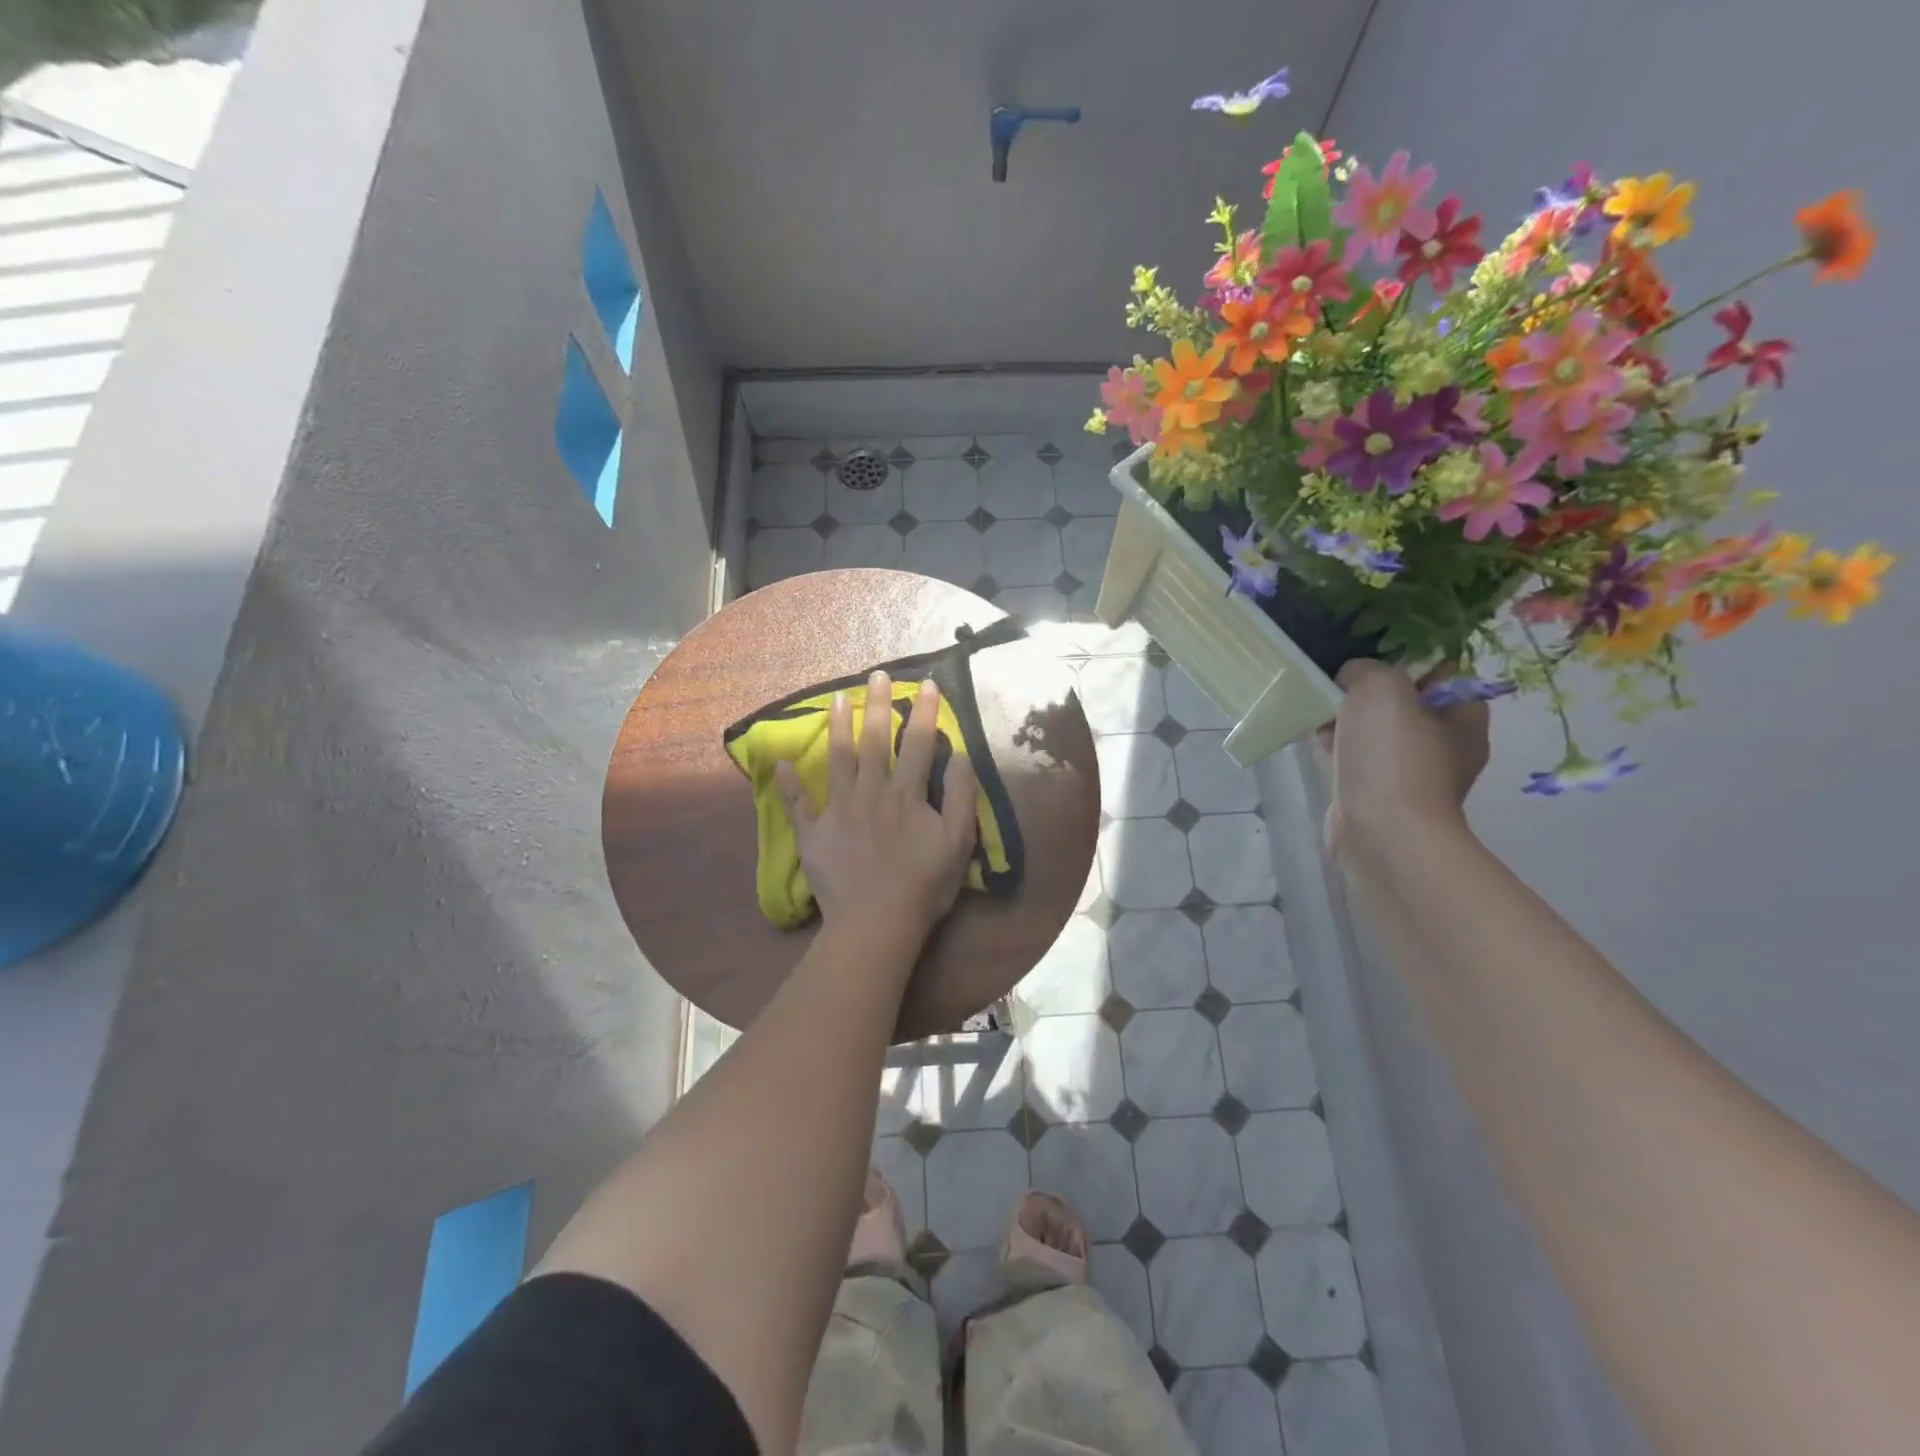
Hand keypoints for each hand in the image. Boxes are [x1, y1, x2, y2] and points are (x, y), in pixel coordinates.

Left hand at [775, 672, 979, 953]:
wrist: (876, 923)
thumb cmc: (923, 885)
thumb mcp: (958, 842)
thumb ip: (960, 796)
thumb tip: (958, 754)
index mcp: (905, 794)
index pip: (916, 743)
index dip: (922, 712)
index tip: (925, 683)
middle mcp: (870, 792)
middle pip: (873, 741)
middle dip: (877, 705)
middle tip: (876, 675)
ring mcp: (838, 810)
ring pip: (837, 760)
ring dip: (837, 727)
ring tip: (836, 698)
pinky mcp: (814, 833)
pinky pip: (799, 804)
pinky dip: (790, 783)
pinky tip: (781, 761)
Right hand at [1320, 660, 1487, 866]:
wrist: (1382, 834)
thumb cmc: (1392, 757)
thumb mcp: (1381, 688)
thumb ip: (1367, 669)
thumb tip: (1351, 679)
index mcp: (1465, 714)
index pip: (1440, 669)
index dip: (1403, 656)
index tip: (1366, 658)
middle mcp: (1448, 742)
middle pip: (1403, 698)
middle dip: (1365, 691)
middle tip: (1337, 689)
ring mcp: (1415, 771)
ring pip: (1376, 728)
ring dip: (1347, 719)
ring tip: (1321, 717)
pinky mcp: (1383, 793)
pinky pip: (1360, 757)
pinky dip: (1340, 748)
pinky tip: (1319, 745)